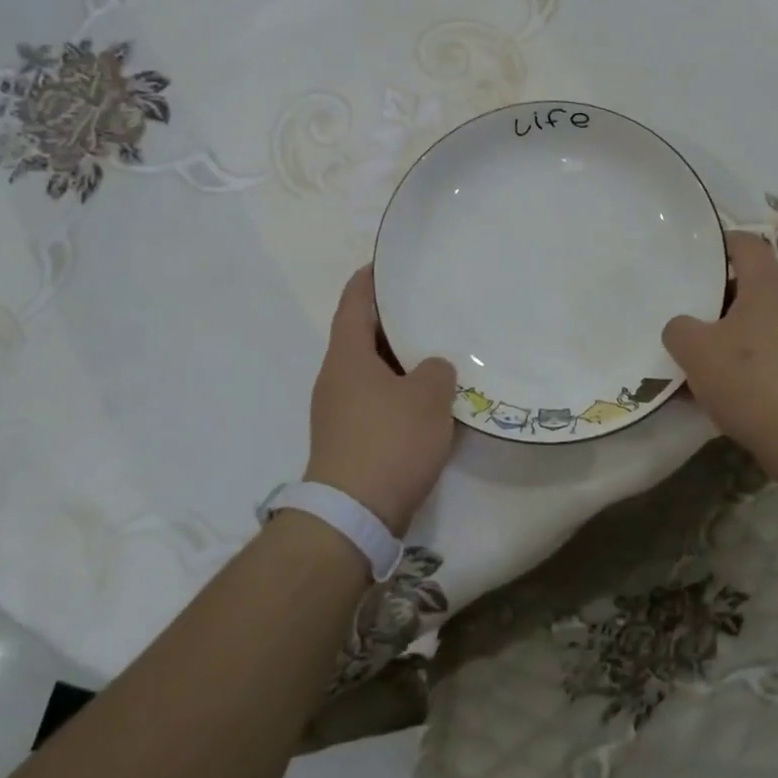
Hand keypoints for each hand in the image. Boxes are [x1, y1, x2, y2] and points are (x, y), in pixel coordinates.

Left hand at [305, 267, 457, 535]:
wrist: (354, 515)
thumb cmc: (389, 442)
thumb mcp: (427, 397)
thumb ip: (436, 370)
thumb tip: (432, 369)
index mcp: (347, 356)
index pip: (354, 301)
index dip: (371, 278)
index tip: (393, 262)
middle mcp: (337, 378)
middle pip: (364, 335)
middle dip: (395, 319)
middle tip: (432, 304)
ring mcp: (340, 411)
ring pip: (374, 370)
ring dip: (402, 358)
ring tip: (440, 346)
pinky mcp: (352, 439)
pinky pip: (379, 399)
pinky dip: (402, 390)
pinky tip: (432, 397)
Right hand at [662, 232, 777, 475]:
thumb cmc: (750, 378)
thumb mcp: (695, 349)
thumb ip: (678, 329)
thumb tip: (682, 328)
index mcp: (766, 287)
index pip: (746, 244)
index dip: (719, 241)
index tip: (691, 252)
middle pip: (747, 287)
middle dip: (712, 297)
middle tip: (679, 306)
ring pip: (751, 326)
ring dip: (721, 336)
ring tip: (687, 353)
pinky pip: (760, 358)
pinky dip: (735, 366)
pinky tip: (707, 391)